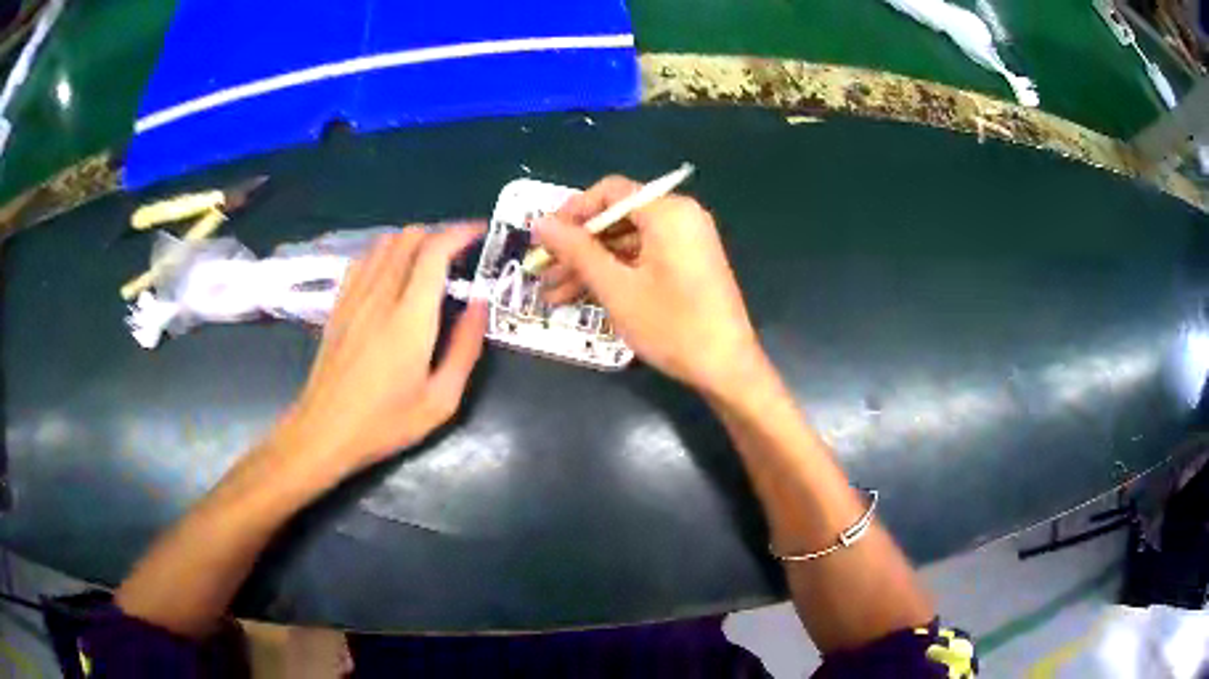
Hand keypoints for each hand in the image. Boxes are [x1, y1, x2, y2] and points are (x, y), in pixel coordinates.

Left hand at [276, 225, 487, 476]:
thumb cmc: (385, 422)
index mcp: (410, 317)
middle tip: (459, 257)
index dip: (461, 233)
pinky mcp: (339, 303)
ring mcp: (354, 296)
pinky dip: (385, 253)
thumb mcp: (441, 400)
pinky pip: (364, 259)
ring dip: (412, 242)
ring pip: (384, 242)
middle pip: (409, 237)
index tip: (481, 234)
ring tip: (429, 264)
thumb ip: (465, 347)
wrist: (324, 431)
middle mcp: (380, 294)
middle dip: (440, 235)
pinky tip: (393, 275)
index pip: (435, 251)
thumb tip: (480, 303)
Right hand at [534, 176, 762, 394]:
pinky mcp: (687, 265)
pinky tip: (582, 297)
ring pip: (626, 243)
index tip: (543, 237)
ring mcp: (686, 242)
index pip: (610, 191)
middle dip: (576, 246)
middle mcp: (680, 217)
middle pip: (617, 218)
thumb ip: (576, 250)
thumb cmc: (671, 325)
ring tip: (552, 294)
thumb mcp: (616, 287)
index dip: (572, 211)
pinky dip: (615, 273)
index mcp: (668, 212)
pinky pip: (643, 258)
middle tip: (542, 270)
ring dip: (590, 265)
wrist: (727, 367)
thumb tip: (539, 222)